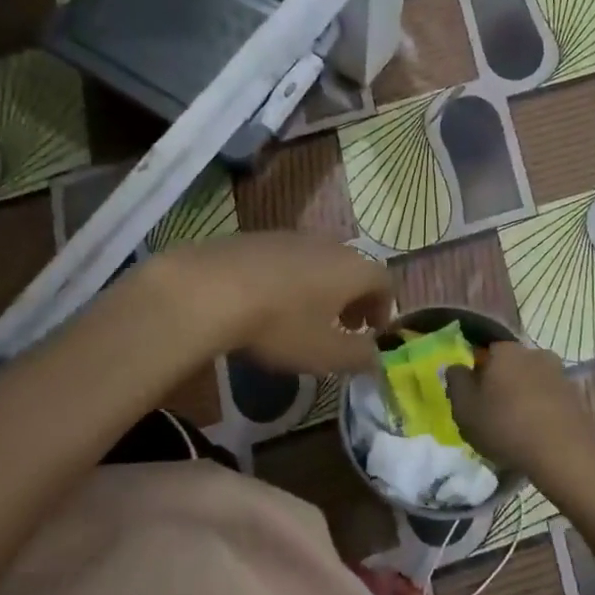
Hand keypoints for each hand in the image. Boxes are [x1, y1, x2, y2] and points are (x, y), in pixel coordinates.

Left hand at [149, 233, 391, 374]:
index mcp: (353, 269)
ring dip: (322, 287)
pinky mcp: (255, 237)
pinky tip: (269, 301)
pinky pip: (286, 259)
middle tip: (344, 325)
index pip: (385, 282)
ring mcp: (290, 236)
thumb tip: (375, 358)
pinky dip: (290, 279)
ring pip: (319, 261)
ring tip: (305, 315)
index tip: (372, 332)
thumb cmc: (281, 324)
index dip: (384, 308)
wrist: (210, 289)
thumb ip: (359, 356)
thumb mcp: (325, 353)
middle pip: (352, 268)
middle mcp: (328, 244)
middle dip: (353, 298)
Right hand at [444, 342, 594, 490]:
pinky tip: (536, 435)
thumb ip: (456, 381)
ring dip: (523, 398)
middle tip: (492, 414)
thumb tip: (457, 366)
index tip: (472, 397)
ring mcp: (560, 374)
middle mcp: (535, 353)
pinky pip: (550, 400)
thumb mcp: (464, 408)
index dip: (476, 373)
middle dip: (501, 384)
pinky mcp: (576, 397)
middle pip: (510, 366)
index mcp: (505, 351)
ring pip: (531, 382)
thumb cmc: (505, 426)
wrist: (564, 454)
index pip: (484, 352)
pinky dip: (541, 411)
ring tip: (516, 429)